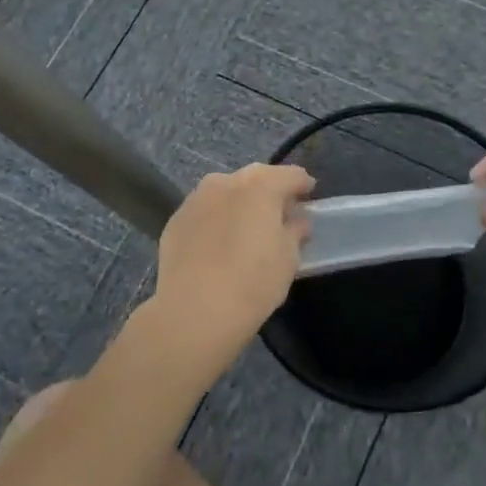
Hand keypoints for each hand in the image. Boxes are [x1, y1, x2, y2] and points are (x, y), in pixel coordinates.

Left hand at [124, 163, 313, 388]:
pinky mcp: (176, 219)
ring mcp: (196, 199)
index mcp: (261, 186)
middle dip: (270, 188)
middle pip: (256, 177)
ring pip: (225, 190)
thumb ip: (294, 232)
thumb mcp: (288, 259)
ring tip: (247, 224)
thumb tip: (296, 221)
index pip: (290, 175)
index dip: (303, 184)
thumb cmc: (253, 283)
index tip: (309, 196)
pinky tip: (218, 240)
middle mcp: (226, 182)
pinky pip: (204, 210)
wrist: (194, 311)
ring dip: (240, 200)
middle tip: (280, 210)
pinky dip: (216, 218)